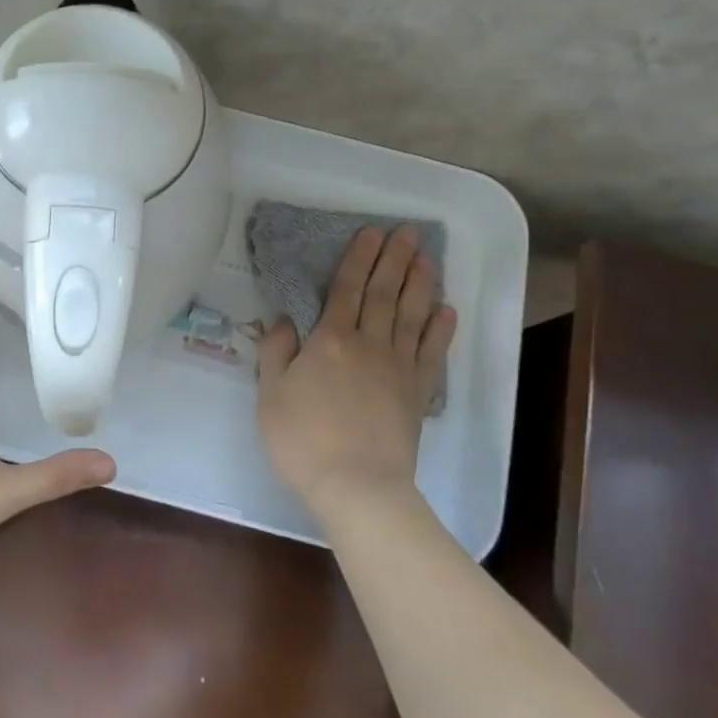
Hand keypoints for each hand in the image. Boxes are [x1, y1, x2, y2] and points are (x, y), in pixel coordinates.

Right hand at [256, 225, 457, 517]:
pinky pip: (431, 353)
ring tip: (427, 258)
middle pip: (384, 293)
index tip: (372, 232)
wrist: (357, 486)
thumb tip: (285, 320)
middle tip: (409, 232)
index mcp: (330, 340)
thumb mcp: (271, 395)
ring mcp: (397, 367)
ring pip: (411, 315)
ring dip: (420, 284)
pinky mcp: (417, 393)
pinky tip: (447, 310)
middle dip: (395, 259)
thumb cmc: (304, 441)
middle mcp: (368, 344)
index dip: (360, 258)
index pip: (347, 288)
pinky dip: (440, 330)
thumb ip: (276, 353)